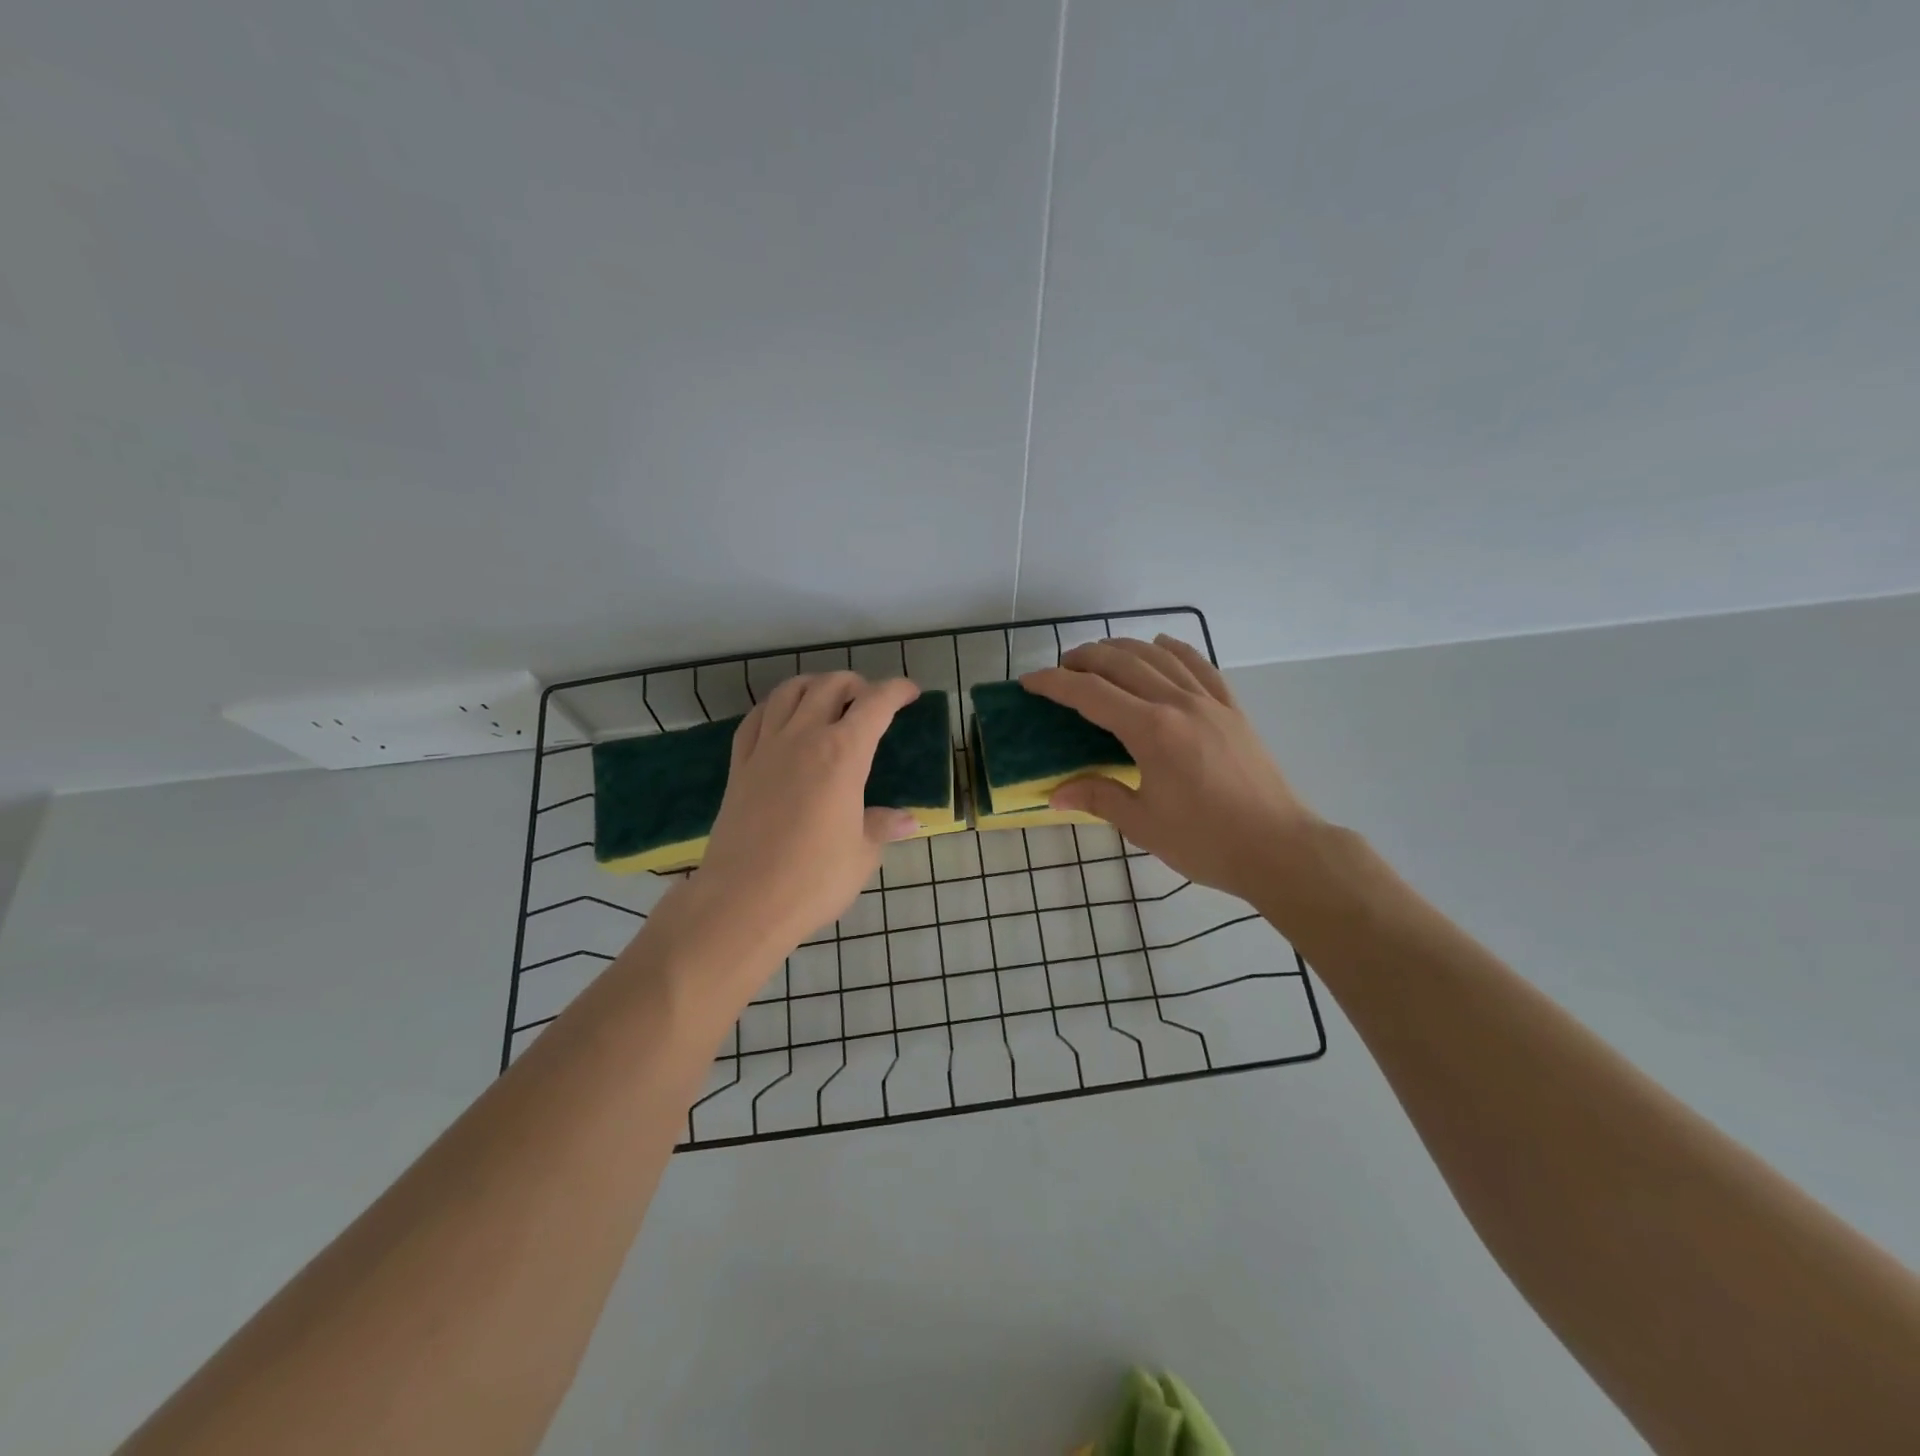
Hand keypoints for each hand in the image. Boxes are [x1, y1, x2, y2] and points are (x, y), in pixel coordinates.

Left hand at [691, 672, 922, 955]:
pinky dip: (774, 707)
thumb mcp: (862, 854)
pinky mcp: (739, 766)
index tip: (910, 692)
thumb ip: (882, 827)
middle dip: (856, 683)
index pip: (875, 704)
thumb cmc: (814, 879)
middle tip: (871, 698)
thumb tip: (908, 820)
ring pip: (788, 692)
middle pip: (830, 686)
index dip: (897, 691)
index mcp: (843, 754)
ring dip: (814, 685)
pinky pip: (755, 719)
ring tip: (827, 697)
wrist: (743, 901)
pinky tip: (781, 718)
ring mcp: (766, 749)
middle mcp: (804, 737)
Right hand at [1021, 636, 1322, 908]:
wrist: (1279, 848)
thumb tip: (1055, 793)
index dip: (1055, 684)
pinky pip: (1201, 666)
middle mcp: (1179, 704)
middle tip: (1061, 668)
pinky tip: (1162, 645)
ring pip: (1160, 657)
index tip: (1029, 681)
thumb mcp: (1143, 824)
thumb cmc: (1206, 842)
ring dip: (1125, 647)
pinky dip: (1176, 649)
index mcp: (1152, 731)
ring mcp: (1210, 703)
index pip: (1091, 694)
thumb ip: (1098, 797)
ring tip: (1100, 653)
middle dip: (1085, 658)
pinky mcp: (1232, 710)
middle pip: (1124, 663)